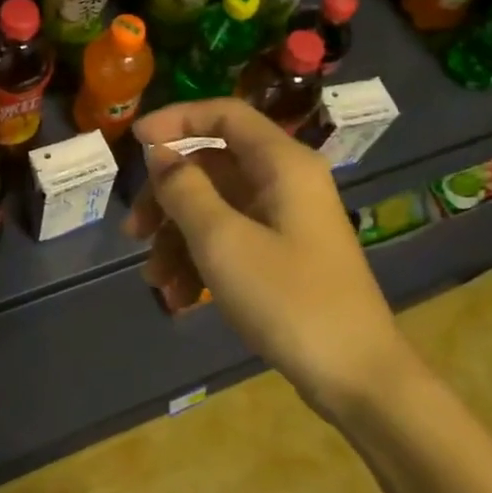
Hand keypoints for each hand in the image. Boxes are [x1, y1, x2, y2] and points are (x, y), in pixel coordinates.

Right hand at [126, 99, 404, 419]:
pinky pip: (232, 239)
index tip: (134, 141)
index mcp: (282, 163)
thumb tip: (160, 155)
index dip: (176, 119)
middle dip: (168, 198)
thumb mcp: (222, 241)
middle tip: (134, 231)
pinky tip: (180, 298)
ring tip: (156, 281)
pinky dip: (202, 260)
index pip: (223, 114)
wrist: (357, 378)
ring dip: (179, 238)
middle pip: (212, 166)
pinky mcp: (284, 255)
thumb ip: (184, 189)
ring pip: (217, 207)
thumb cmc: (288, 298)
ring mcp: (286, 220)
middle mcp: (286, 181)